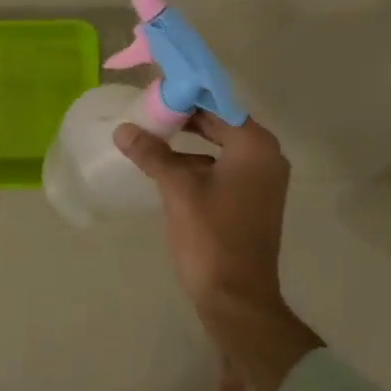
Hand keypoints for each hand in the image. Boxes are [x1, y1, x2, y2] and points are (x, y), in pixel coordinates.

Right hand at [112, 112, 321, 390]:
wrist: (238, 300)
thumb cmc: (211, 238)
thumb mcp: (177, 190)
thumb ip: (152, 154)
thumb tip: (124, 130)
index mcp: (255, 145)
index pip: (217, 103)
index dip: (185, 94)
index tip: (154, 89)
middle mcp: (266, 156)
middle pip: (220, 123)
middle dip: (184, 118)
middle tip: (147, 110)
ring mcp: (263, 180)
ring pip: (220, 146)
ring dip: (189, 142)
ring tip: (151, 135)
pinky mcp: (254, 200)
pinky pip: (224, 168)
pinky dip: (198, 163)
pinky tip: (167, 167)